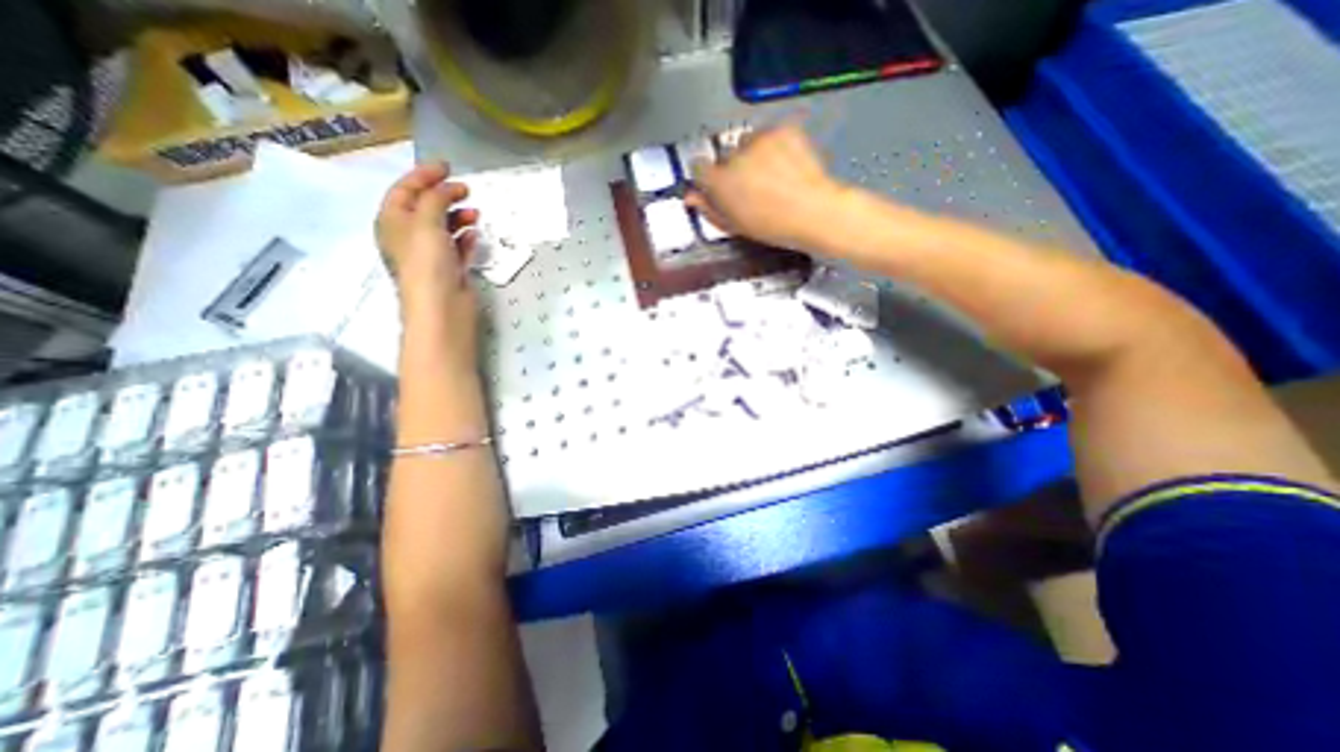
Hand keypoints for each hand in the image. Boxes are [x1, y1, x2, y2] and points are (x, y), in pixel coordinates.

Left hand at [375, 162, 480, 359]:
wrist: (441, 307)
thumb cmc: (426, 262)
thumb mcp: (425, 221)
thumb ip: (435, 198)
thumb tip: (448, 187)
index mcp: (393, 222)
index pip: (405, 190)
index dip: (424, 175)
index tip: (447, 166)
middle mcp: (410, 236)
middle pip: (425, 207)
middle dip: (444, 195)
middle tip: (466, 190)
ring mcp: (431, 255)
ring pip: (444, 228)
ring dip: (458, 217)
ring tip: (475, 214)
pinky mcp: (451, 270)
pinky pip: (458, 248)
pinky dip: (465, 238)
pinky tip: (476, 234)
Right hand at [684, 124, 841, 250]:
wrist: (813, 211)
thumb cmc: (772, 225)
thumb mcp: (735, 225)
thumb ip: (709, 209)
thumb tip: (691, 198)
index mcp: (720, 181)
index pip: (698, 167)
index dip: (706, 176)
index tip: (714, 183)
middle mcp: (735, 155)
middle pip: (724, 155)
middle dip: (732, 167)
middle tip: (749, 185)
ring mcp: (760, 140)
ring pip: (747, 142)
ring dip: (752, 154)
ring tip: (769, 176)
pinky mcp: (782, 130)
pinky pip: (770, 134)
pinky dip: (774, 146)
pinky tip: (784, 165)